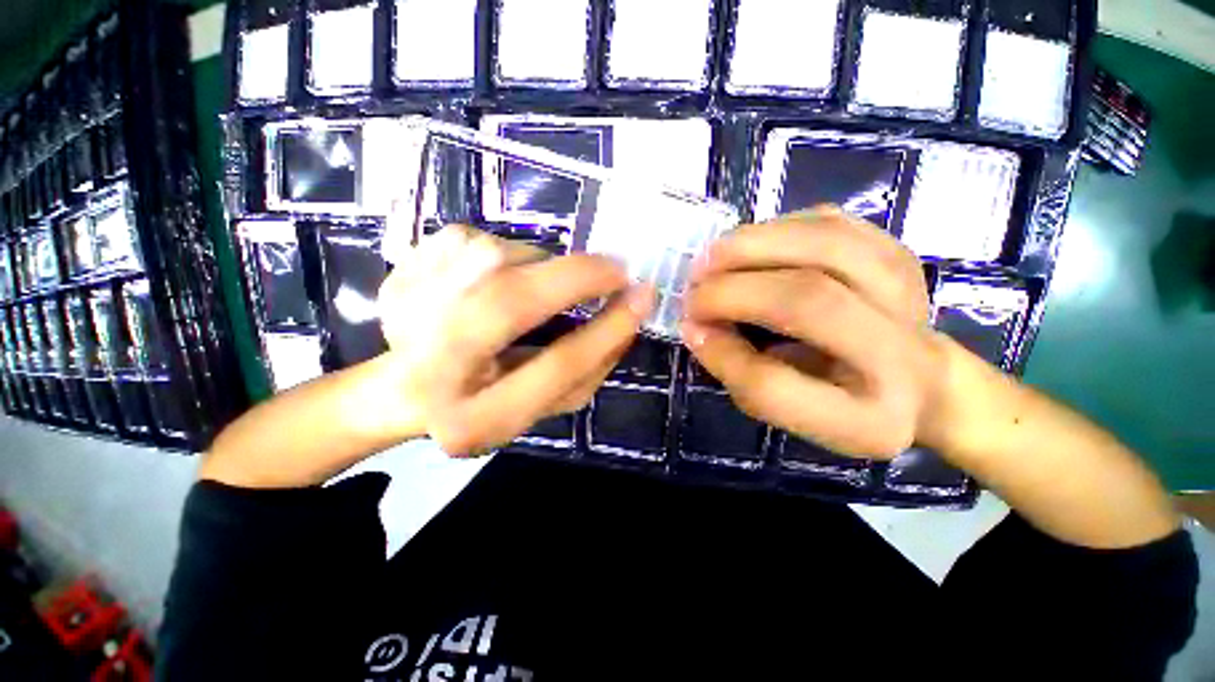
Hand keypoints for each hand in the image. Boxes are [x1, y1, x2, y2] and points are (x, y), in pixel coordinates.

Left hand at [377, 226, 653, 455]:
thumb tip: (629, 312)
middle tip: (615, 268)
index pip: (558, 366)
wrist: (404, 389)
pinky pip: (472, 238)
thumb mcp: (545, 406)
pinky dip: (502, 252)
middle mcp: (432, 367)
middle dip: (577, 275)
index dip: (608, 328)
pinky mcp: (401, 272)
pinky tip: (489, 282)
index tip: (643, 297)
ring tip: (532, 289)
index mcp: (475, 419)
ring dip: (539, 266)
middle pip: (512, 301)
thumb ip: (591, 368)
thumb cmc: (488, 402)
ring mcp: (407, 311)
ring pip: (498, 257)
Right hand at [682, 208, 948, 458]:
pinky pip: (828, 222)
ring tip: (708, 259)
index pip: (775, 385)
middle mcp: (905, 354)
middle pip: (807, 299)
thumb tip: (695, 325)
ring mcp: (909, 292)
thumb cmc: (837, 400)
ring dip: (749, 246)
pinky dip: (776, 228)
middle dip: (731, 290)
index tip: (690, 330)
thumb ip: (737, 370)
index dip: (720, 353)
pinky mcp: (898, 251)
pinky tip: (749, 245)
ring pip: (822, 246)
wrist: (920, 378)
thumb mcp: (783, 408)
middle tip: (692, 289)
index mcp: (868, 418)